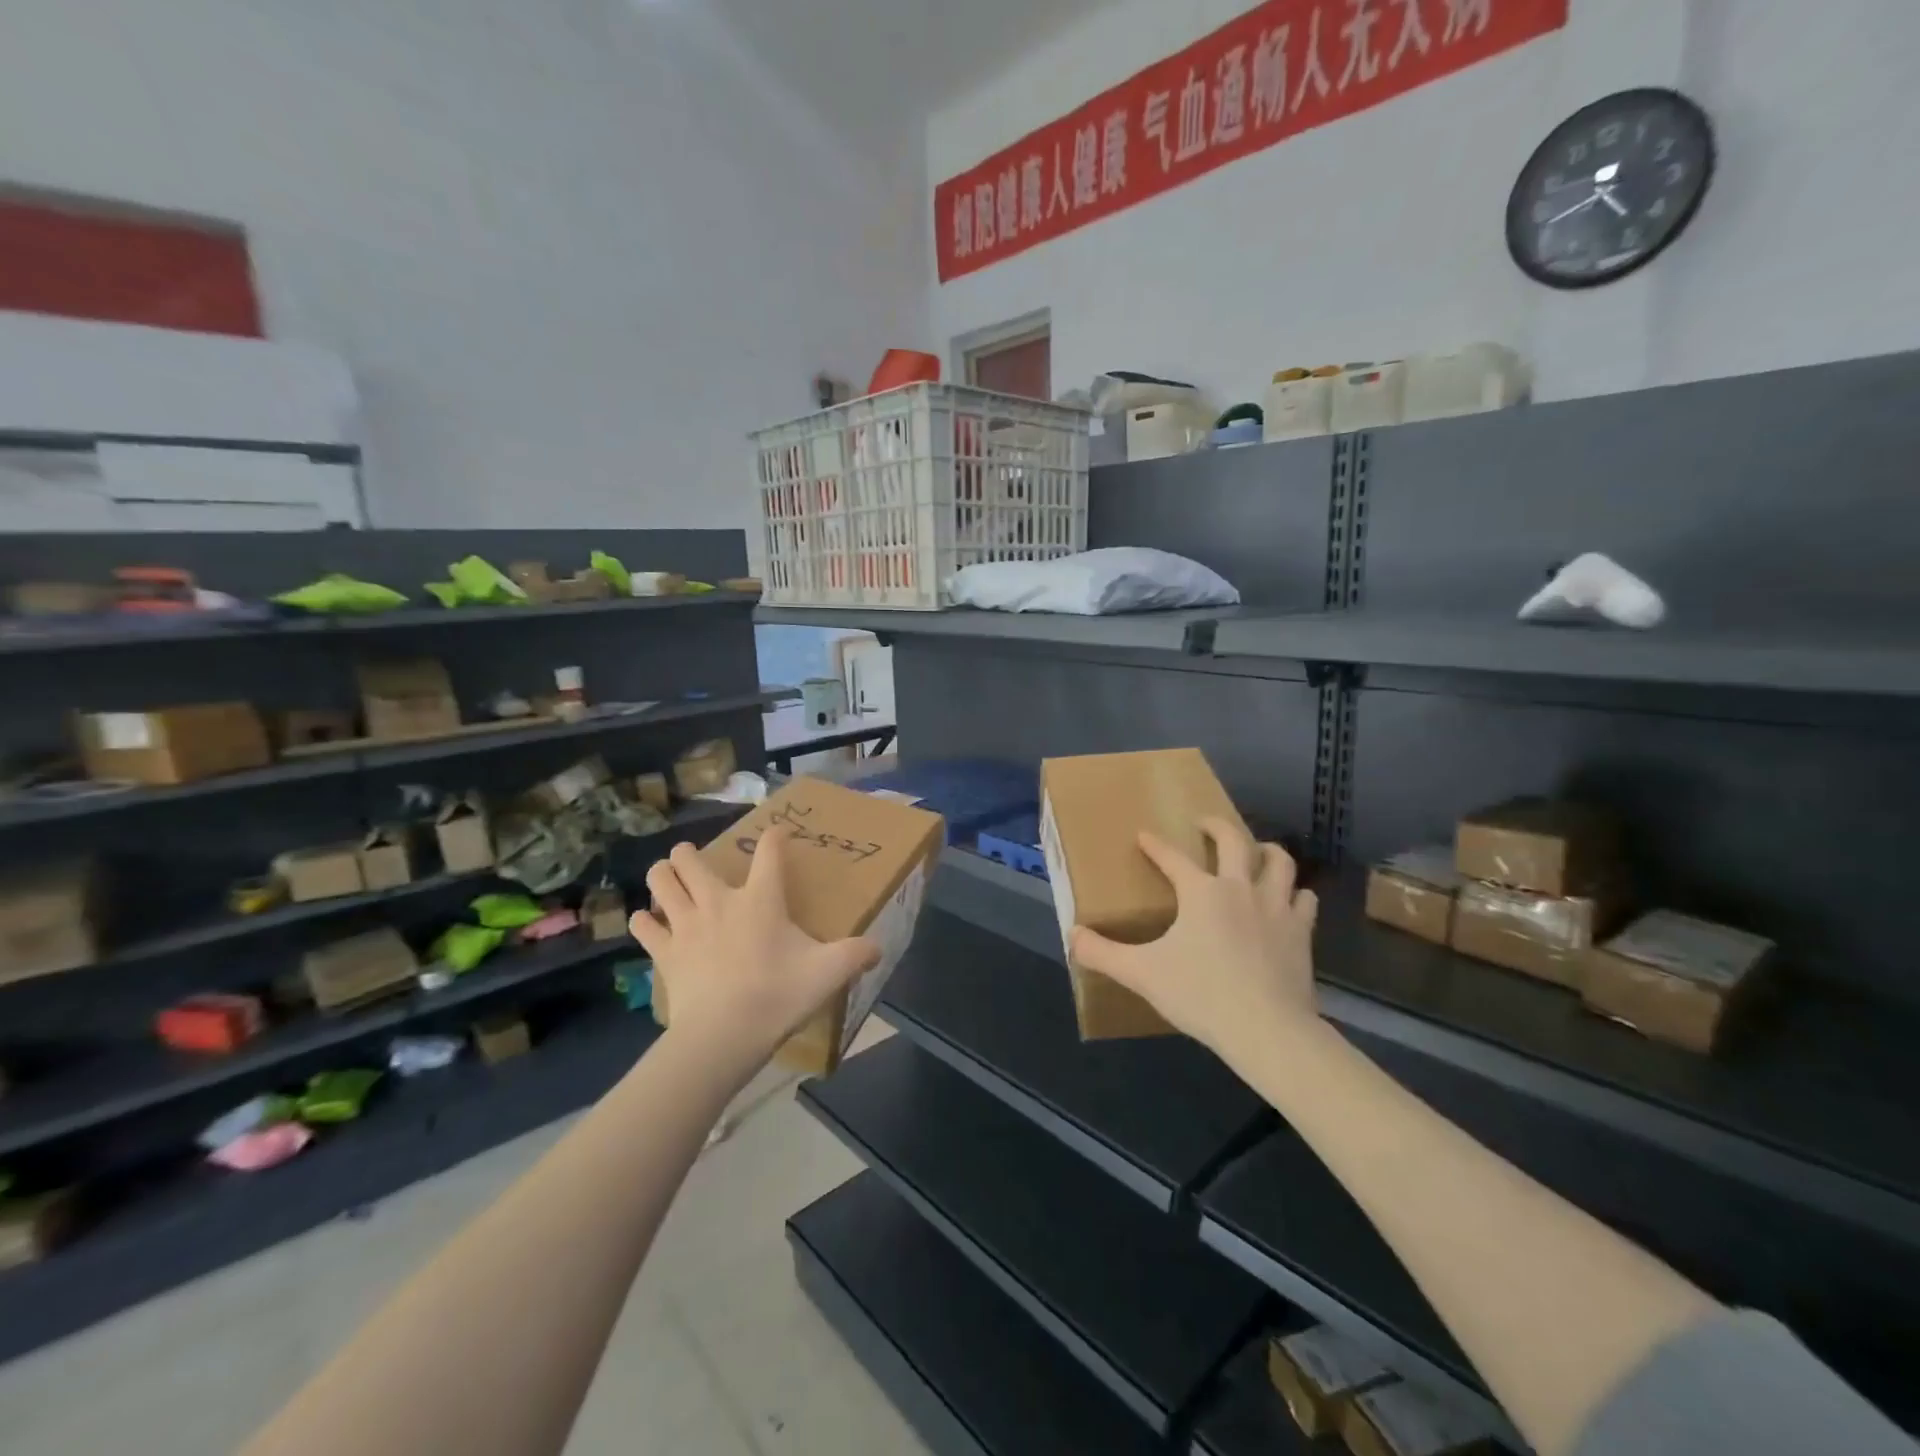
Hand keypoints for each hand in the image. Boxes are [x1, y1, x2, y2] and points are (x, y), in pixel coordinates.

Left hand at [631, 828, 879, 1066]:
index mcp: (760, 900)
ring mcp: (685, 925)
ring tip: (667, 876)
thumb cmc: (776, 996)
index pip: (769, 853)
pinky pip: (644, 926)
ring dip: (663, 874)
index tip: (777, 833)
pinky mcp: (664, 952)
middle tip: (693, 857)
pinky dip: (644, 920)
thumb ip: (856, 955)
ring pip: (661, 882)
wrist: (722, 1036)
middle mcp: (718, 902)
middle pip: (691, 860)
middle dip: (689, 852)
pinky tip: (649, 921)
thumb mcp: (827, 974)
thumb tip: (879, 948)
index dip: (773, 838)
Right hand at [1071, 818, 1321, 1069]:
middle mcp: (1240, 888)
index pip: (1172, 858)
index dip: (1155, 845)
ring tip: (1257, 851)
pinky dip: (1295, 893)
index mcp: (1201, 893)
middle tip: (1205, 823)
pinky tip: (1289, 900)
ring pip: (1278, 863)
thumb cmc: (1201, 995)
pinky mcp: (1301, 932)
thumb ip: (1103, 954)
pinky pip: (1304, 900)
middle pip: (1234, 841)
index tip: (1143, 835)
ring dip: (1266, 851)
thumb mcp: (1142, 974)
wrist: (1267, 1029)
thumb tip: (1071, 937)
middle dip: (1217, 826)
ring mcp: (1276, 908)